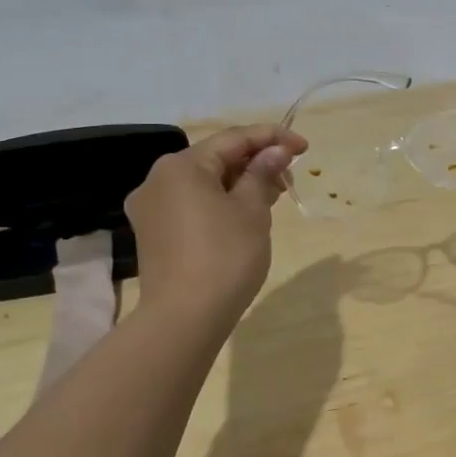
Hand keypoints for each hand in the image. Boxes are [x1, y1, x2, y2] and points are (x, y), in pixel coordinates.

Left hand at [123, 124, 307, 318]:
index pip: (234, 138)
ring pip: (204, 182)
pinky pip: (192, 203)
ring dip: (239, 183)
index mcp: (182, 166)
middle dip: (255, 162)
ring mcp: (151, 207)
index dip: (272, 138)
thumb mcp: (252, 210)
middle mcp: (158, 179)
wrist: (184, 318)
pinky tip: (245, 213)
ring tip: (273, 195)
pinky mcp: (153, 232)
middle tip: (290, 176)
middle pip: (215, 158)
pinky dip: (220, 201)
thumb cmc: (225, 257)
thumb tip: (275, 151)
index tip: (304, 147)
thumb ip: (263, 174)